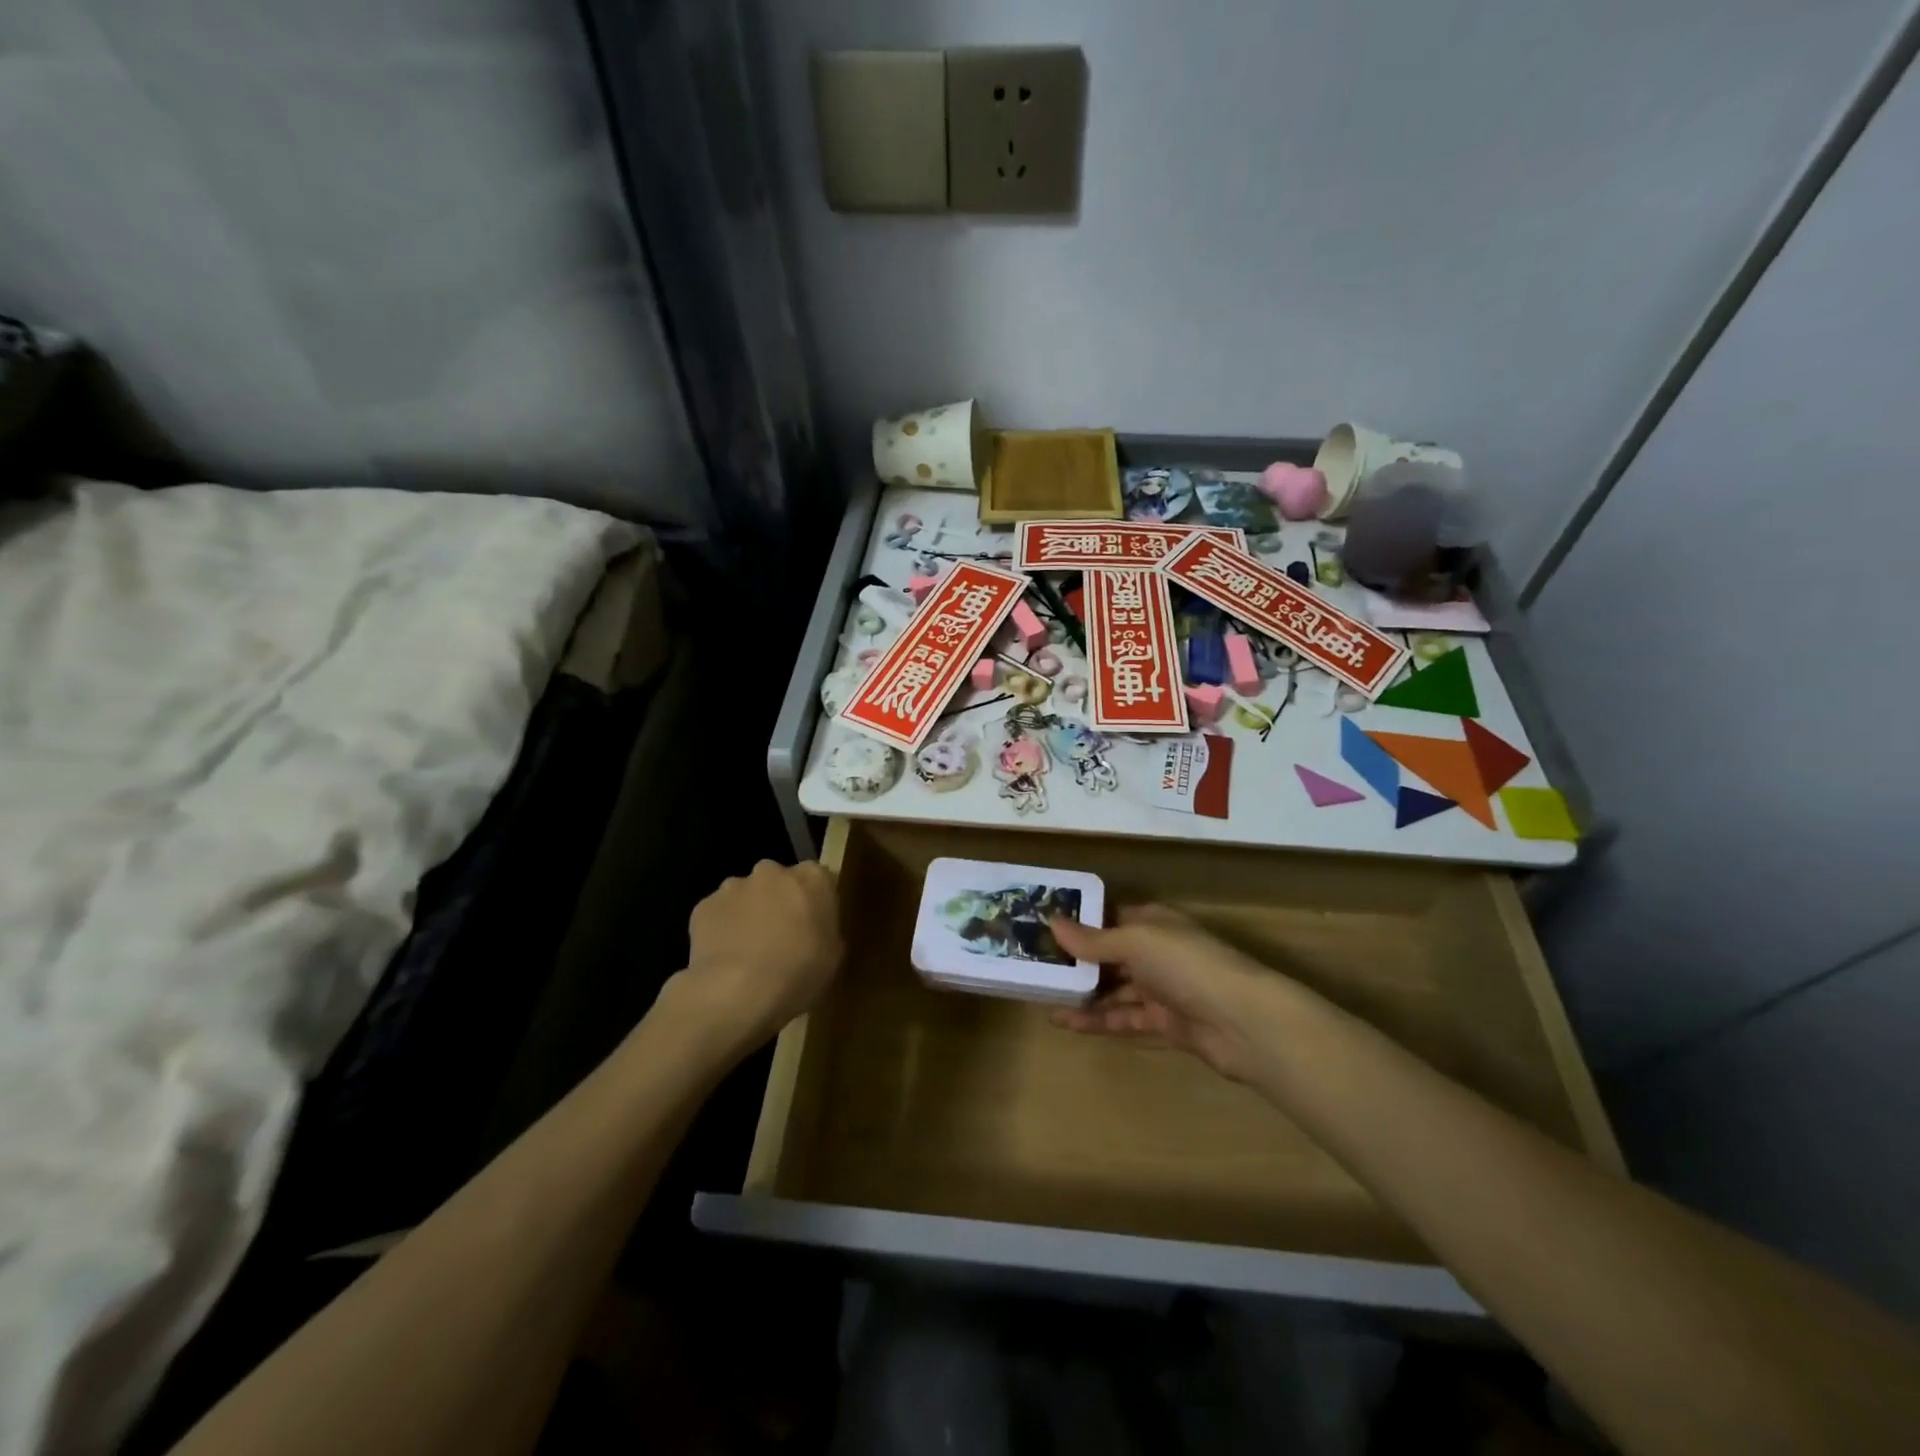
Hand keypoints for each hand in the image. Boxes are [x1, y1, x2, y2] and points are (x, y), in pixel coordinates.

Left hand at [668, 860, 842, 1052]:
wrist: (737, 992)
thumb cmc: (798, 973)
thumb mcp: (833, 958)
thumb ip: (826, 931)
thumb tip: (816, 929)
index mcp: (812, 878)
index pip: (819, 878)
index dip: (815, 902)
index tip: (813, 926)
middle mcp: (773, 871)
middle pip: (778, 881)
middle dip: (778, 902)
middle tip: (780, 938)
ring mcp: (734, 886)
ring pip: (745, 896)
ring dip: (748, 914)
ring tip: (747, 953)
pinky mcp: (704, 906)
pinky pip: (718, 914)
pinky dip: (721, 929)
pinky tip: (724, 959)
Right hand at [1049, 906, 1281, 1082]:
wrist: (1243, 1022)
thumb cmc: (1187, 965)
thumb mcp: (1135, 942)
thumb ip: (1093, 939)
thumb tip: (1052, 922)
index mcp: (1153, 922)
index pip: (1110, 917)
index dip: (1079, 921)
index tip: (1042, 926)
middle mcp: (1157, 952)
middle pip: (1109, 954)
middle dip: (1076, 960)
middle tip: (1033, 964)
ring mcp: (1161, 989)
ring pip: (1113, 988)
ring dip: (1081, 992)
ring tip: (1041, 995)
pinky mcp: (1164, 1023)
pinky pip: (1123, 1018)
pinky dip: (1096, 1019)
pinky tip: (1065, 1021)